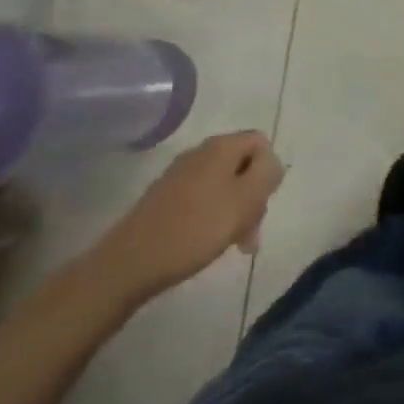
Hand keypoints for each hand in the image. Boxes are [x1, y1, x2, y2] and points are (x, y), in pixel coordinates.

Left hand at [90, 131, 284, 303]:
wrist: (130, 262)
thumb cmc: (195, 228)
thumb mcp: (244, 201)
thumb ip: (266, 175)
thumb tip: (272, 162)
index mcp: (222, 146)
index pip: (261, 142)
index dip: (269, 170)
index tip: (263, 203)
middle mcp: (201, 152)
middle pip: (242, 164)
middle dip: (252, 196)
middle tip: (250, 233)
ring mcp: (180, 174)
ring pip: (223, 184)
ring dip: (235, 210)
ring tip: (233, 245)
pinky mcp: (165, 197)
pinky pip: (202, 197)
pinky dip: (213, 216)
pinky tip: (207, 242)